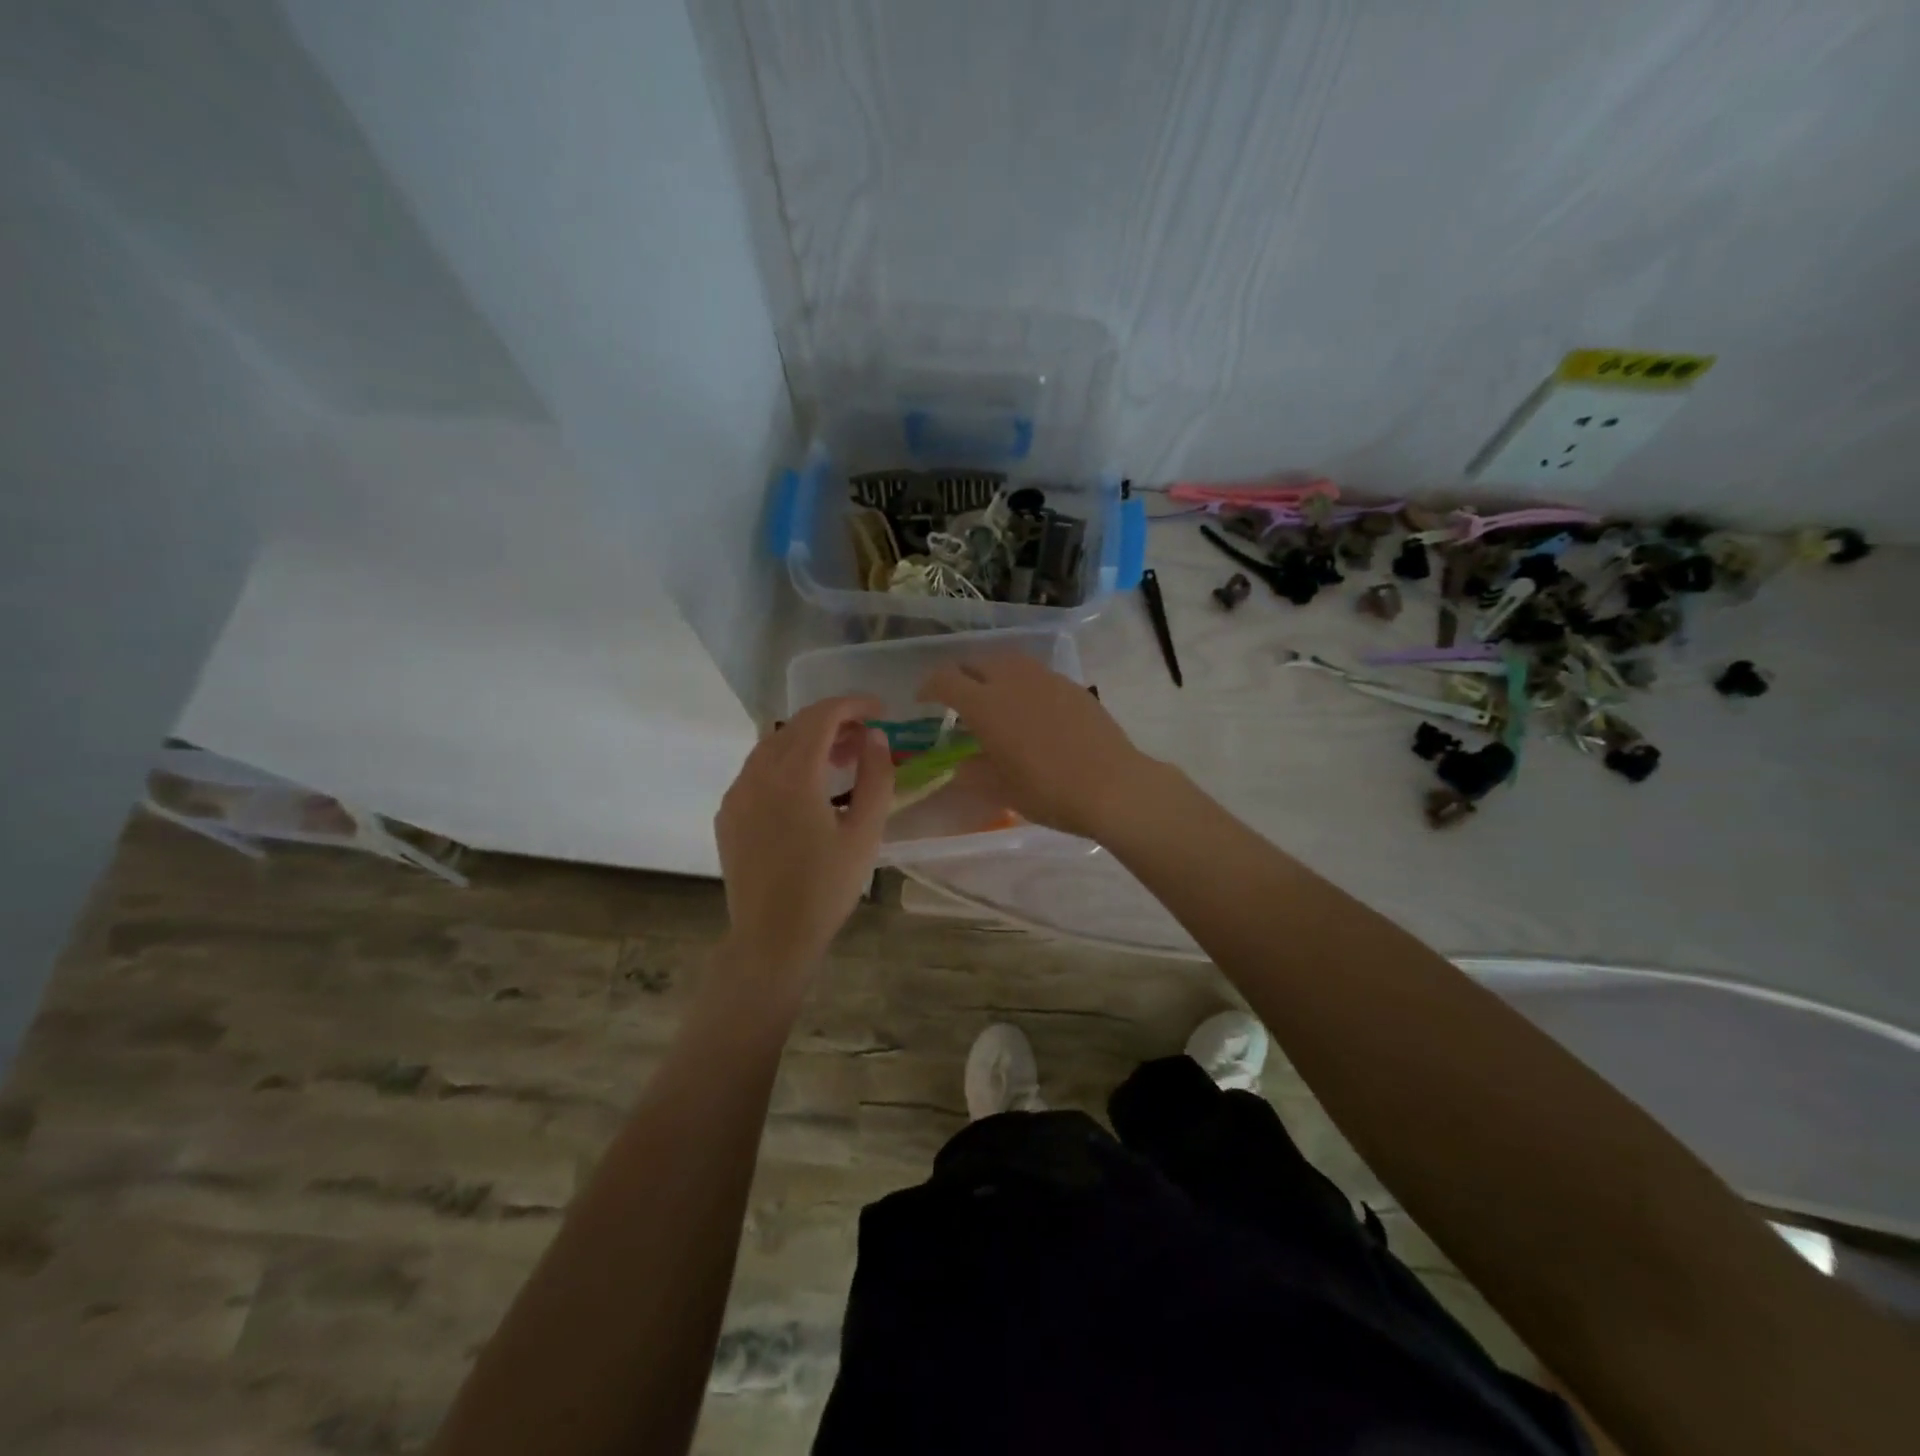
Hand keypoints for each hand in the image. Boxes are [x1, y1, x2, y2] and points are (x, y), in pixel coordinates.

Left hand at [714, 696, 892, 991]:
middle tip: (867, 738)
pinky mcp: (728, 814)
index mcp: (793, 775)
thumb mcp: (866, 833)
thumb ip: (876, 777)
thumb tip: (875, 738)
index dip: (853, 705)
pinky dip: (786, 764)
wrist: (771, 938)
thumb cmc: (826, 888)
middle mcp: (757, 774)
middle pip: (796, 726)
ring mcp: (736, 793)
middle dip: (834, 722)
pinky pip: (757, 771)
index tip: (880, 710)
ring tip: (841, 761)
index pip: (822, 716)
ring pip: (773, 746)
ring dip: (809, 742)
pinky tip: (807, 790)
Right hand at [919, 655, 1150, 839]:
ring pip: (1008, 661)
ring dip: (992, 673)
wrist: (1112, 786)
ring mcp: (1045, 679)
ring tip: (993, 698)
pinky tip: (1030, 709)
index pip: (945, 680)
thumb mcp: (1001, 789)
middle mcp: (1012, 680)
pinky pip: (1036, 674)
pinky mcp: (1071, 685)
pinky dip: (1022, 683)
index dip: (929, 687)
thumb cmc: (1048, 791)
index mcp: (985, 704)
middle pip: (976, 662)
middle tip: (957, 699)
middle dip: (960, 675)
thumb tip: (962, 765)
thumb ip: (974, 773)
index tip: (924, 700)